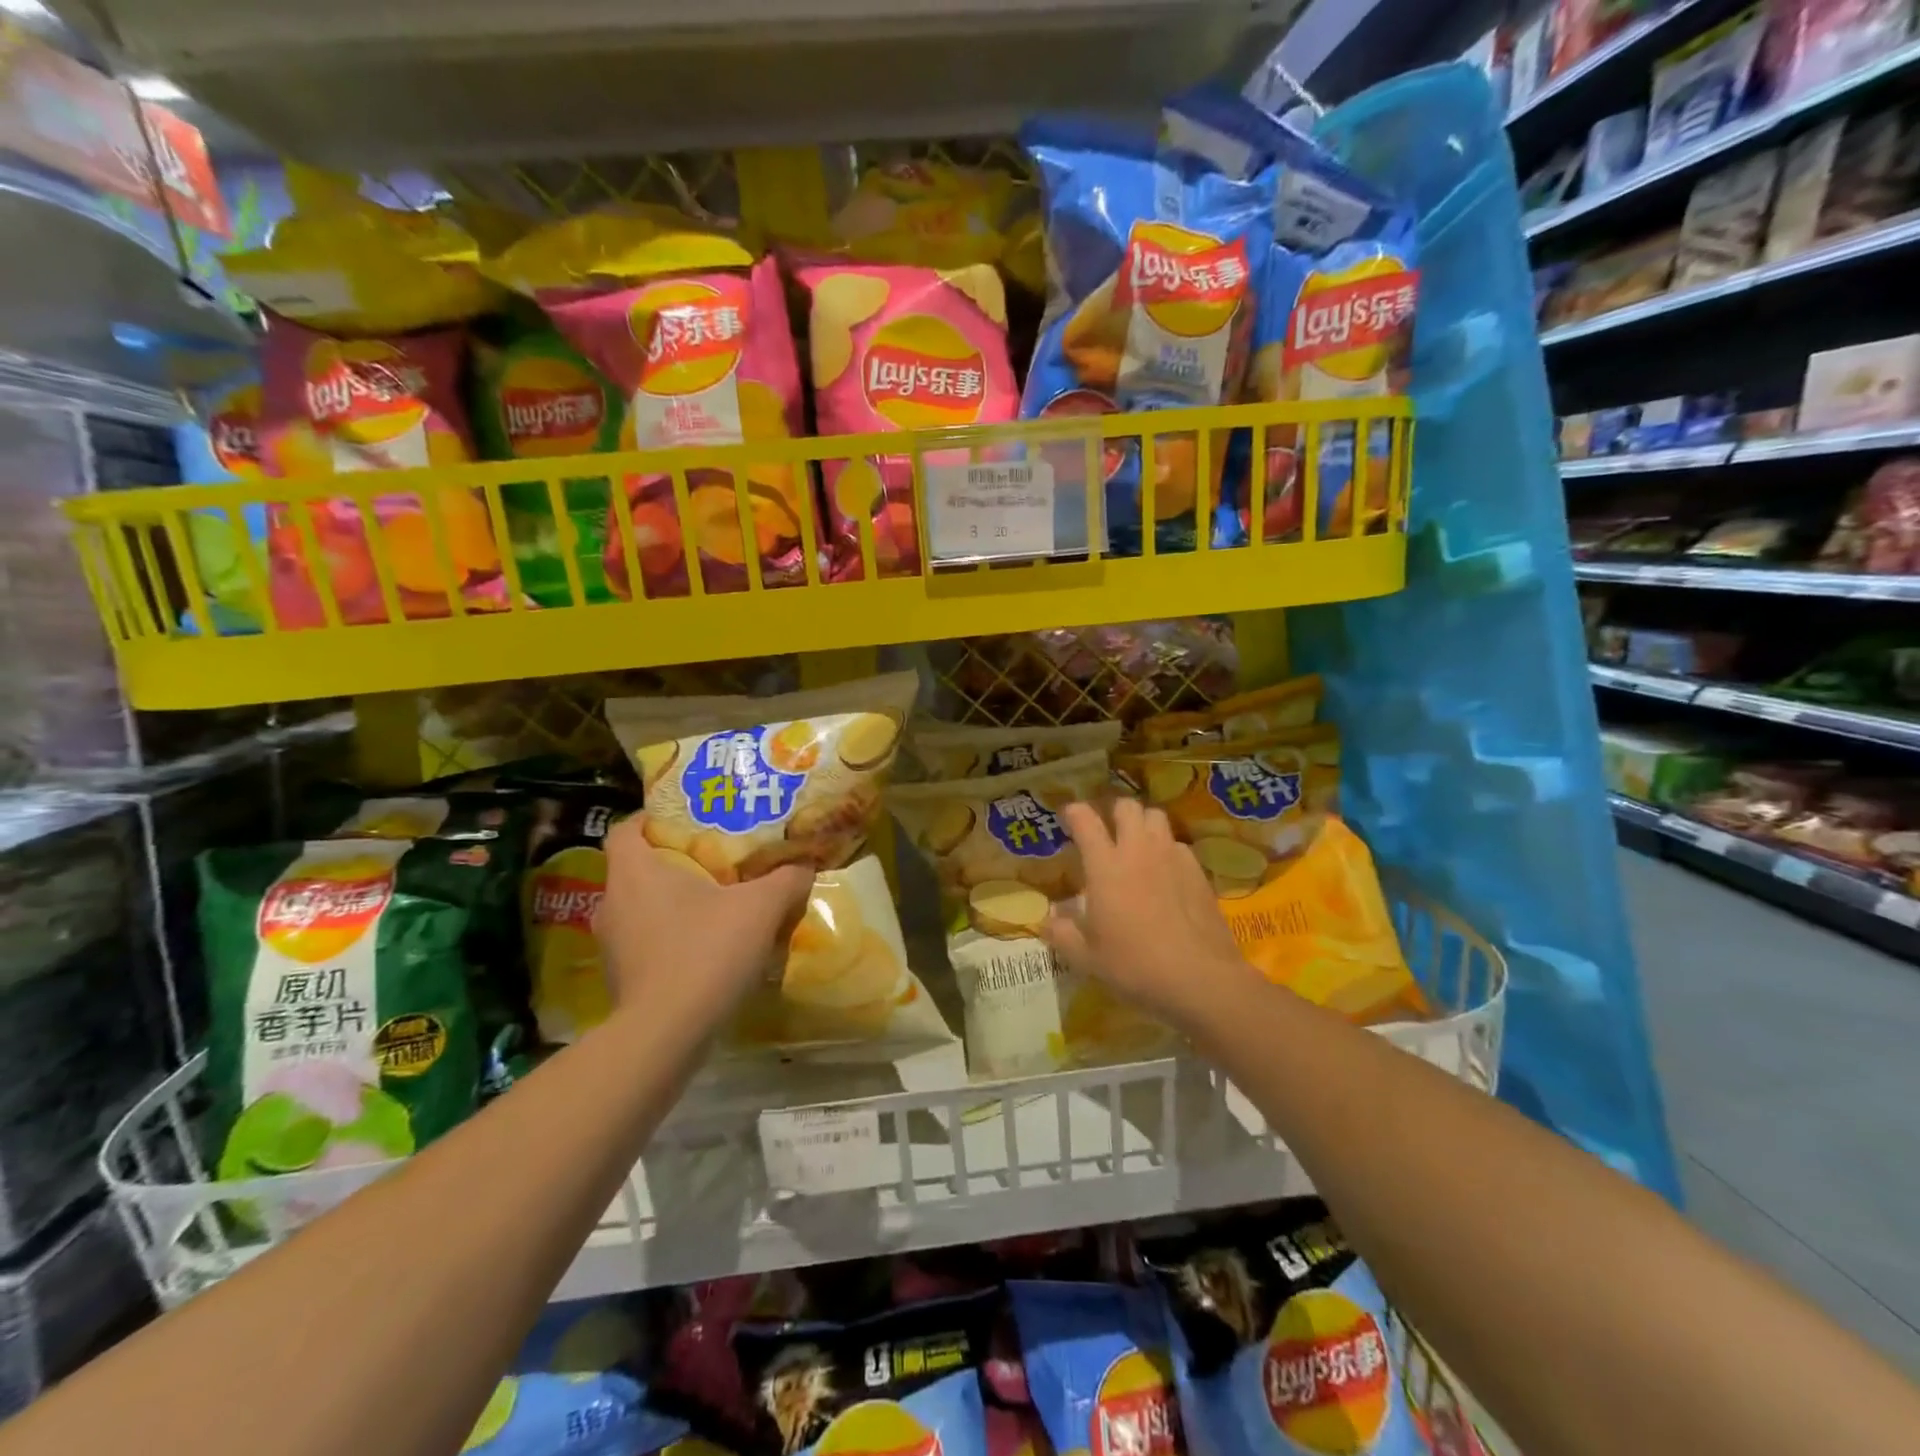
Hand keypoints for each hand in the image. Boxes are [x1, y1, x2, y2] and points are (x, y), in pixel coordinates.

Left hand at [592, 815, 814, 1040]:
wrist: (667, 1035)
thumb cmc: (705, 952)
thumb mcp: (760, 908)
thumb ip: (785, 880)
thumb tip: (804, 866)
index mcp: (634, 872)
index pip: (624, 828)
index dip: (651, 818)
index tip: (685, 819)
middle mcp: (612, 903)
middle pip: (637, 868)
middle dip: (673, 861)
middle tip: (714, 859)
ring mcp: (611, 944)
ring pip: (640, 907)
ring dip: (672, 902)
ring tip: (715, 903)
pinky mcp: (620, 978)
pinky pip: (645, 941)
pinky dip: (670, 937)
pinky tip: (706, 947)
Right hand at [1043, 799, 1249, 1035]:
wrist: (1199, 978)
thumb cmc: (1134, 965)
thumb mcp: (1086, 958)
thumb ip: (1062, 933)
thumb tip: (1049, 919)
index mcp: (1105, 866)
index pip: (1086, 821)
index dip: (1074, 812)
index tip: (1069, 816)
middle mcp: (1138, 850)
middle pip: (1127, 807)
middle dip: (1114, 812)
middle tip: (1108, 831)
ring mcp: (1172, 857)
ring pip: (1157, 817)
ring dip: (1143, 824)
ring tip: (1138, 845)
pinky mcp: (1198, 871)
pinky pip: (1178, 844)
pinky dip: (1167, 849)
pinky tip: (1165, 873)